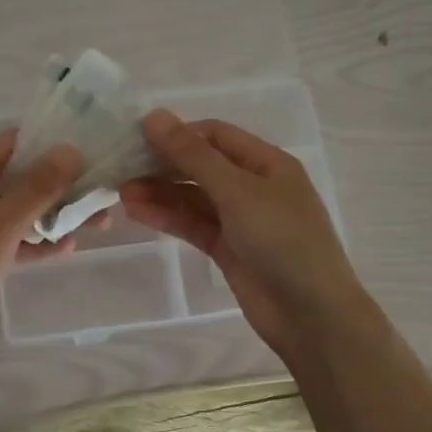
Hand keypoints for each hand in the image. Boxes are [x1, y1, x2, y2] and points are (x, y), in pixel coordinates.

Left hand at [0, 130, 85, 351]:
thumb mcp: (0, 226)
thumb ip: (37, 188)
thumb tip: (69, 148)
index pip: (13, 143)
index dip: (52, 144)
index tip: (92, 151)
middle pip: (18, 177)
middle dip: (61, 186)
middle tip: (103, 195)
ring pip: (15, 210)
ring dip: (53, 215)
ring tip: (98, 225)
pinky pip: (6, 238)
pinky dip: (32, 241)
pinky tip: (66, 249)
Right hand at [121, 110, 373, 365]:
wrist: (311, 314)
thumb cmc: (283, 240)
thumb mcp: (238, 191)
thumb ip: (193, 156)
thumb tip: (154, 116)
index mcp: (267, 163)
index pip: (215, 135)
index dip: (178, 134)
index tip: (137, 138)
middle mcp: (253, 186)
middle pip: (201, 165)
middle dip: (163, 165)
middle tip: (121, 167)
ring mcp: (240, 220)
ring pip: (193, 197)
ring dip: (160, 192)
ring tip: (121, 192)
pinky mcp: (227, 249)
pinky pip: (193, 225)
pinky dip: (167, 217)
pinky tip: (137, 211)